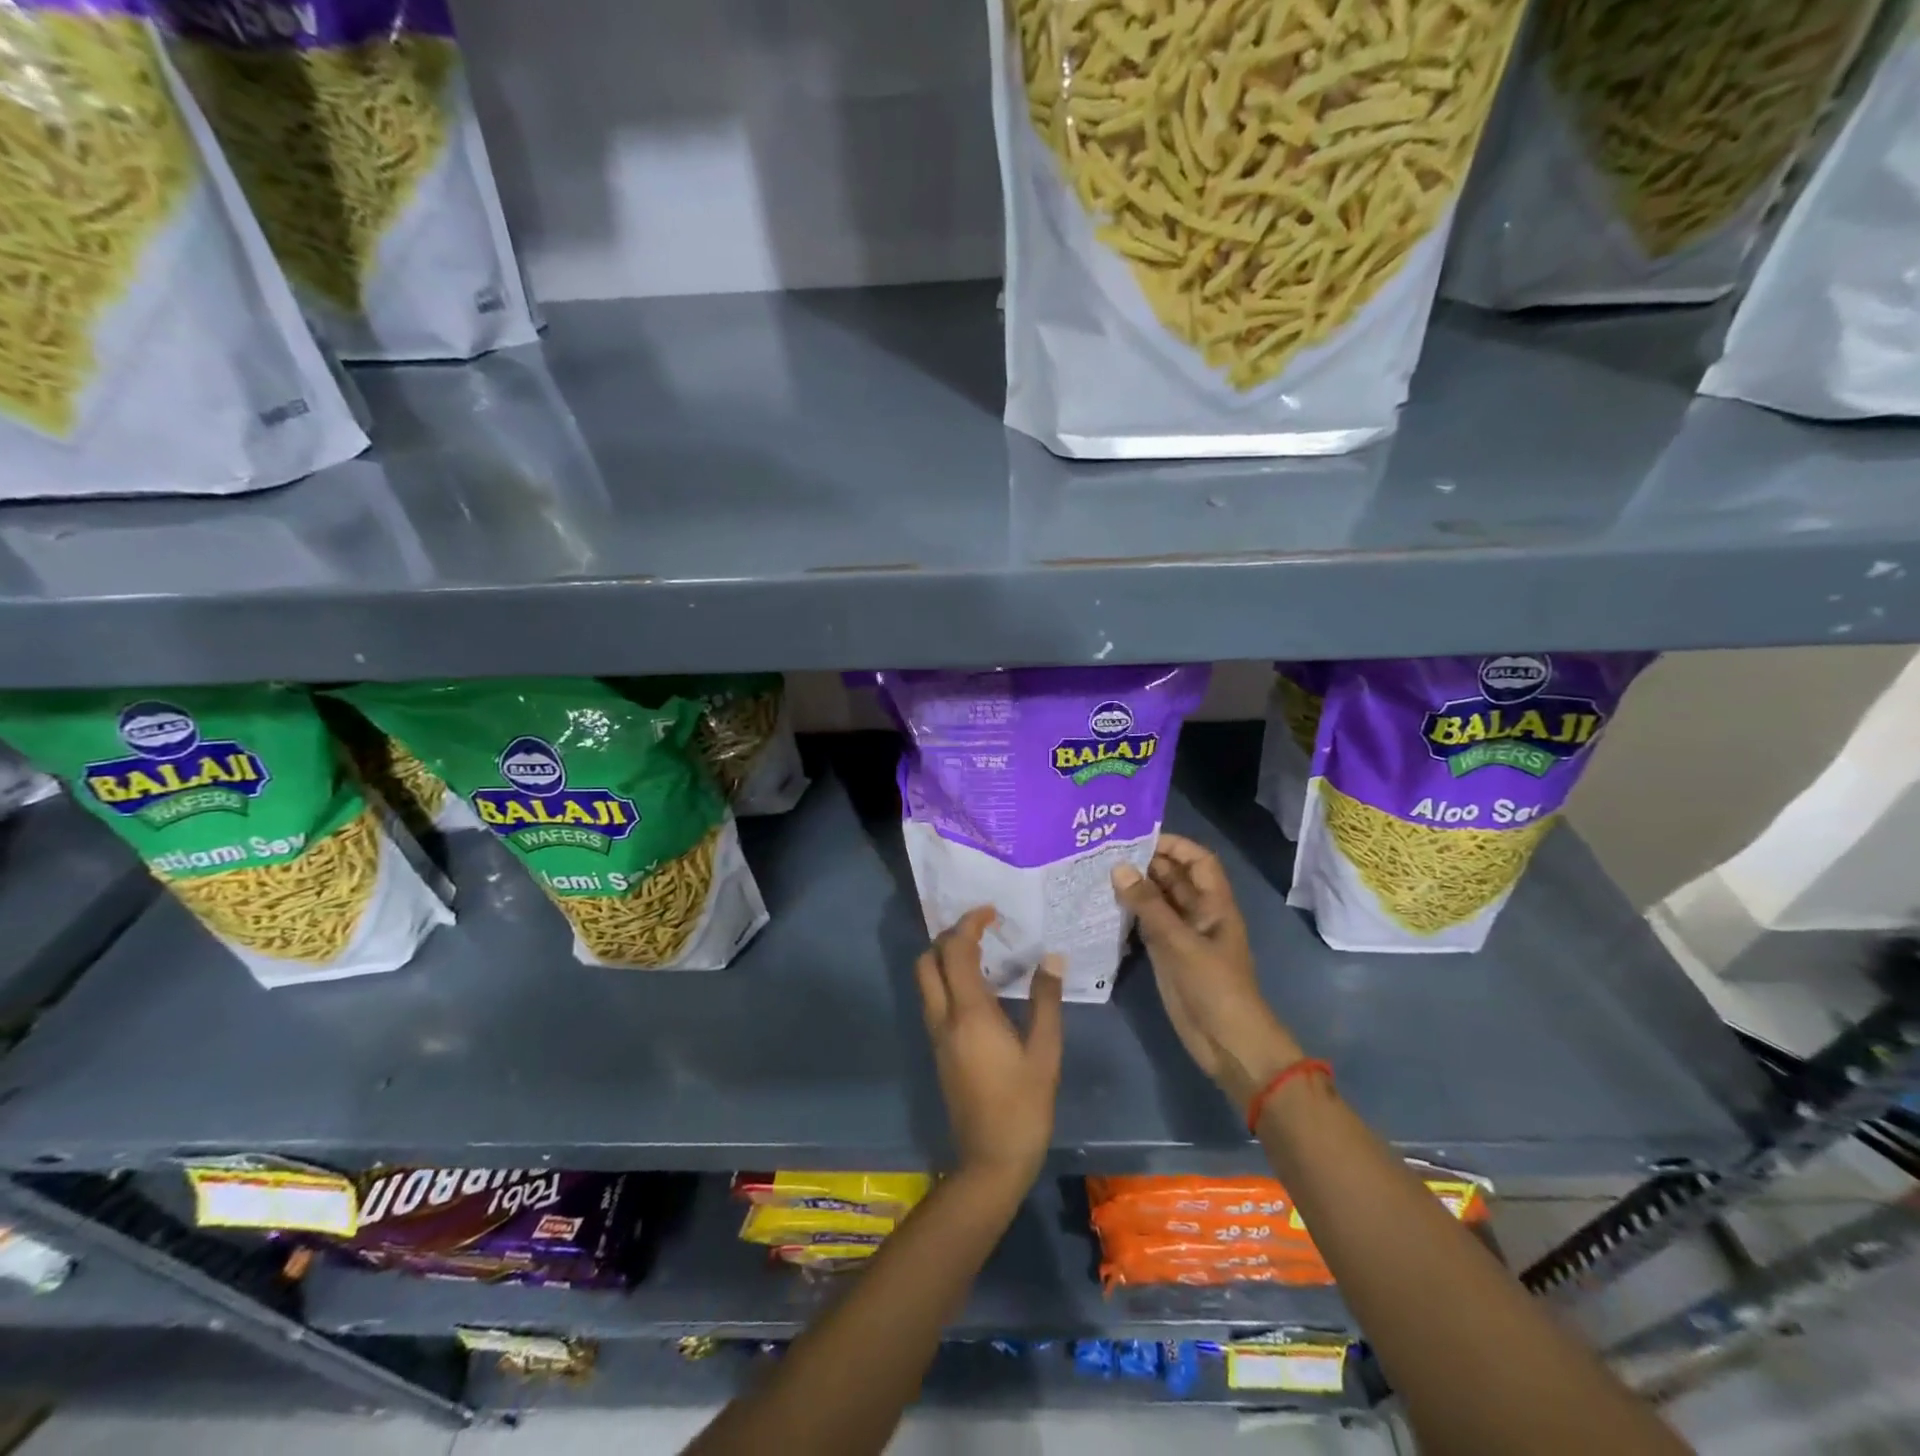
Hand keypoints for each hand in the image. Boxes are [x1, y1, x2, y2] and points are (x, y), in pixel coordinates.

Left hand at [914, 907, 1063, 1196]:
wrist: (990, 1161)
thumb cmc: (1023, 1106)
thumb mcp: (1045, 1053)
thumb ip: (1046, 1002)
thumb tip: (1050, 958)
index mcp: (969, 1014)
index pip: (955, 951)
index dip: (969, 924)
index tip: (991, 913)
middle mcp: (944, 1018)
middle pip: (926, 961)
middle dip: (948, 937)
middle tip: (981, 931)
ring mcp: (936, 1035)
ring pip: (925, 981)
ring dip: (944, 958)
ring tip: (982, 953)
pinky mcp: (938, 1050)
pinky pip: (933, 999)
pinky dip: (946, 980)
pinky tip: (978, 988)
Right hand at [1113, 835, 1303, 1109]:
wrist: (1228, 1043)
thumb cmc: (1214, 987)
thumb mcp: (1180, 943)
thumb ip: (1149, 906)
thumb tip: (1119, 868)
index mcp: (1214, 904)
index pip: (1197, 861)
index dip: (1173, 845)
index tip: (1137, 837)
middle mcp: (1198, 913)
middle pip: (1174, 878)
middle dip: (1146, 863)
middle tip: (1105, 852)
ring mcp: (1182, 935)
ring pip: (1158, 901)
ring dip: (1134, 888)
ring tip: (1097, 873)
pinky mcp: (1167, 955)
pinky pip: (1147, 925)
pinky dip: (1129, 914)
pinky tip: (1103, 906)